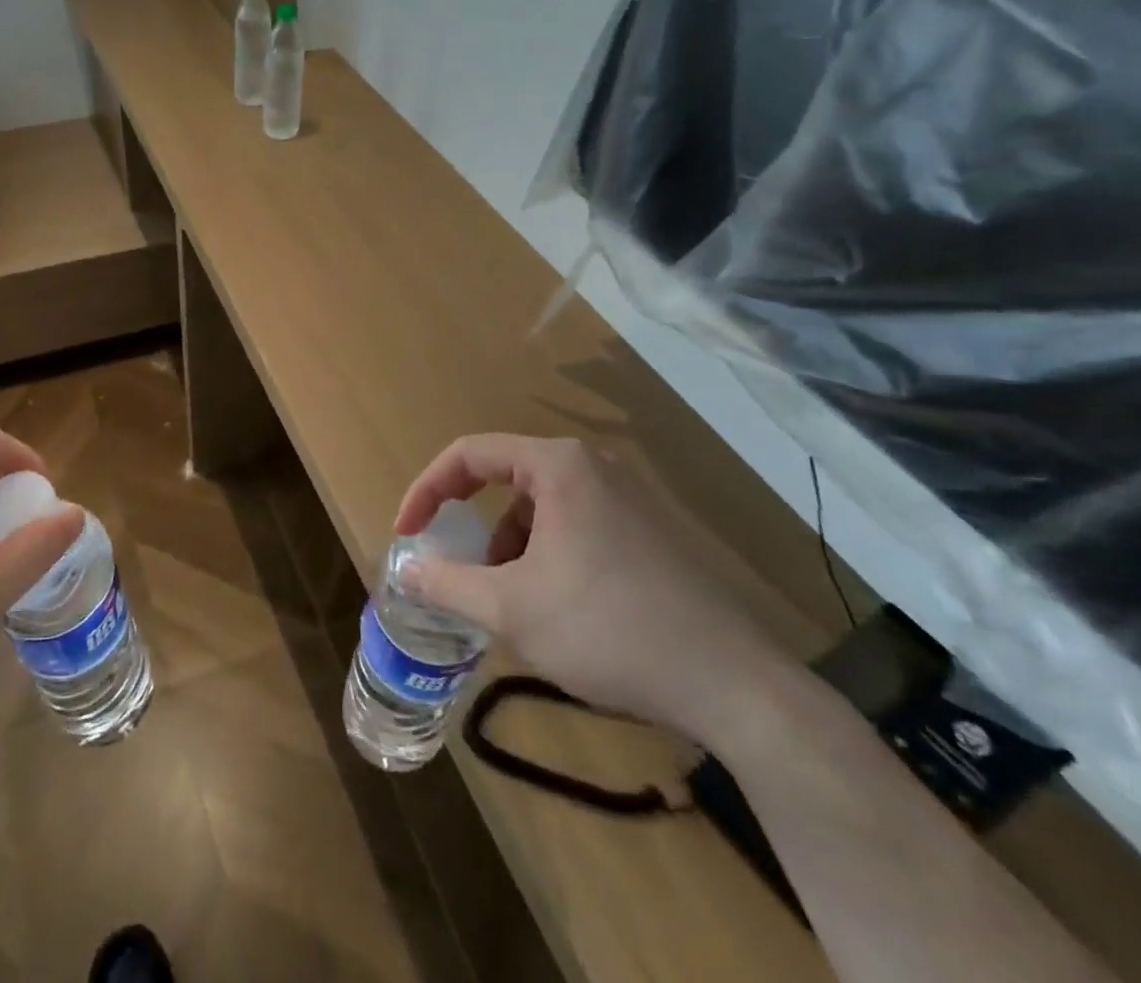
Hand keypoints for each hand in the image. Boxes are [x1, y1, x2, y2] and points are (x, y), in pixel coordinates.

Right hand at [395, 434, 791, 746]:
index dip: (427, 489)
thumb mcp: (510, 609)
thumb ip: (446, 583)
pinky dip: (547, 556)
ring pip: (541, 508)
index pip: (469, 454)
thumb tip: (405, 572)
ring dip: (510, 546)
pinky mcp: (651, 532)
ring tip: (509, 601)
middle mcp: (594, 467)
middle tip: (458, 570)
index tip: (408, 533)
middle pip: (505, 479)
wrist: (735, 686)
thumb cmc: (608, 630)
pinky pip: (576, 527)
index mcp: (558, 466)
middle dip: (473, 525)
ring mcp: (629, 498)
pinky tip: (557, 609)